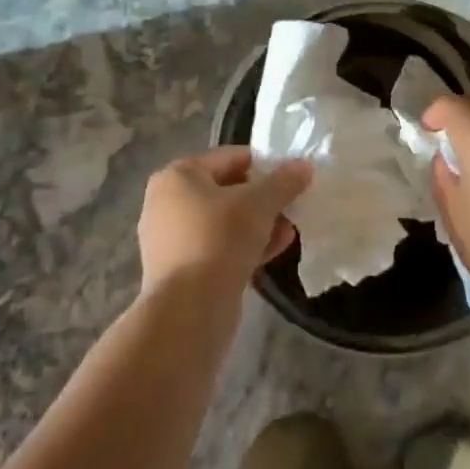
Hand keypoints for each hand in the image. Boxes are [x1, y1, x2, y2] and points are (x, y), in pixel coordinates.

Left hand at [137, 147, 310, 299]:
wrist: (188, 311)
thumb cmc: (219, 239)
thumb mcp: (258, 204)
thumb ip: (283, 182)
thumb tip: (304, 166)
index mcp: (177, 175)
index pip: (230, 157)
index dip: (264, 164)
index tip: (292, 176)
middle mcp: (166, 202)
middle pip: (226, 190)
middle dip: (263, 199)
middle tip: (293, 205)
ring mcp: (170, 239)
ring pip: (223, 222)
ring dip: (257, 224)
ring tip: (290, 230)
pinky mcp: (179, 270)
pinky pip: (217, 247)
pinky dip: (244, 246)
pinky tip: (276, 250)